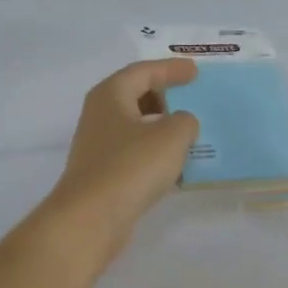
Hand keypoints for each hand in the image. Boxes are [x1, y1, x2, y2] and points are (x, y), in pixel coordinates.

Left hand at [34, 59, 200, 273]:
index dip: (171, 70)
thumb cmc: (131, 167)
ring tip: (190, 133)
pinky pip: (135, 154)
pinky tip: (176, 165)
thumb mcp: (172, 136)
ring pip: (136, 127)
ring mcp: (99, 147)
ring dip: (162, 127)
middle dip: (165, 96)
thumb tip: (182, 123)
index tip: (195, 72)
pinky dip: (155, 153)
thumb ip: (186, 121)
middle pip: (135, 96)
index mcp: (110, 95)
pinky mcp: (104, 174)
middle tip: (192, 100)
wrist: (92, 217)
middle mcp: (100, 116)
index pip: (143, 72)